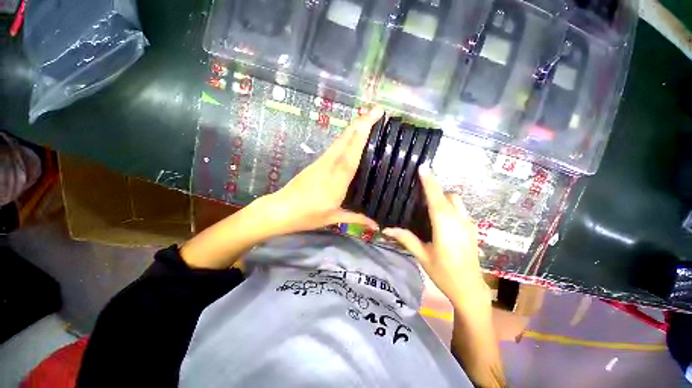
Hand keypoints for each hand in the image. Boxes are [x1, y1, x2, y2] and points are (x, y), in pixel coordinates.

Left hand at [259, 106, 383, 234]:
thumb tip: (376, 225)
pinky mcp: (317, 163)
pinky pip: (334, 147)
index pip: (349, 157)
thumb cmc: (307, 216)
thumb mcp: (333, 218)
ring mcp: (321, 163)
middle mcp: (329, 167)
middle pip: (345, 141)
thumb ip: (357, 219)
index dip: (360, 137)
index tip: (371, 120)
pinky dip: (345, 137)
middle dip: (360, 123)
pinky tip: (352, 135)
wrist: (280, 210)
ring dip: (353, 127)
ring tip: (367, 117)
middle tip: (376, 110)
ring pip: (339, 141)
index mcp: (335, 182)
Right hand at [383, 165, 490, 312]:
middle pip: (449, 196)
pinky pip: (461, 210)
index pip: (436, 199)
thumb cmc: (443, 273)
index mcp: (446, 227)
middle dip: (436, 190)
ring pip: (457, 202)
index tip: (424, 167)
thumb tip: (386, 228)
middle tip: (420, 193)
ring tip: (428, 205)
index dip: (430, 182)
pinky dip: (450, 207)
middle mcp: (460, 221)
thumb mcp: (422, 256)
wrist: (470, 290)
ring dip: (444, 198)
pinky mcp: (473, 230)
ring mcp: (469, 225)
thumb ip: (406, 239)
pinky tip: (441, 219)